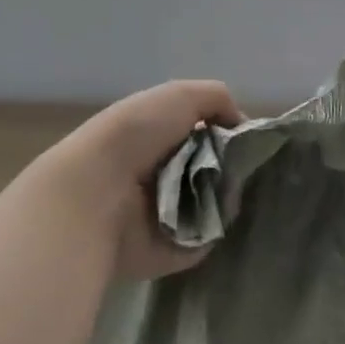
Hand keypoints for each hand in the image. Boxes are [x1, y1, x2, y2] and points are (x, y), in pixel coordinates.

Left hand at [43, 80, 240, 279]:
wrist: (97, 192)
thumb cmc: (134, 135)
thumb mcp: (179, 96)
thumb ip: (217, 99)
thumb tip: (241, 123)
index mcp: (160, 137)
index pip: (208, 137)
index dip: (229, 136)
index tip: (247, 139)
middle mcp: (164, 174)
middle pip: (218, 170)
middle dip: (233, 167)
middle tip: (242, 167)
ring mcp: (168, 213)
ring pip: (218, 202)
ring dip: (227, 195)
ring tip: (225, 189)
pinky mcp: (172, 247)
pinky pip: (209, 235)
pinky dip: (216, 225)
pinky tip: (216, 214)